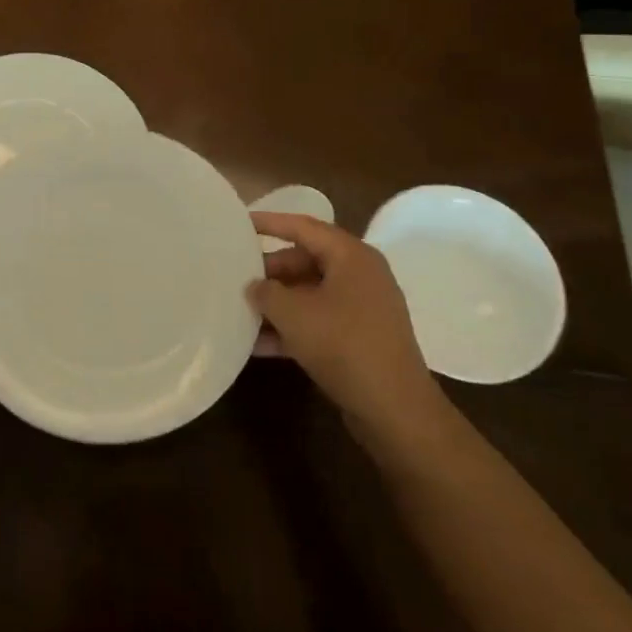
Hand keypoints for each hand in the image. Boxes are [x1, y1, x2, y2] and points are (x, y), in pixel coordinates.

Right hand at [248, 212, 446, 438]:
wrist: (394, 409)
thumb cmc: (343, 345)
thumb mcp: (293, 314)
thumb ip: (266, 292)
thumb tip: (255, 286)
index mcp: (351, 256)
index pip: (303, 226)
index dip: (269, 222)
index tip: (239, 223)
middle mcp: (361, 275)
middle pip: (305, 260)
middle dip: (270, 272)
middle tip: (237, 279)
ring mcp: (363, 308)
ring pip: (310, 294)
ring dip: (278, 304)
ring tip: (241, 312)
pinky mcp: (360, 338)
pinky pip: (319, 321)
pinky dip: (292, 328)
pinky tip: (259, 345)